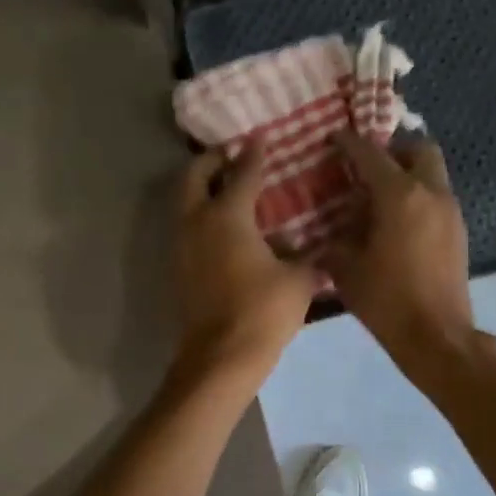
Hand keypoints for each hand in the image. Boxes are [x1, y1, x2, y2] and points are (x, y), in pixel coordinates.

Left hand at [173, 143, 319, 387]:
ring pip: (185, 203)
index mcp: (226, 216)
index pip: (241, 173)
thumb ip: (308, 256)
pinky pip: (187, 227)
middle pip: (194, 177)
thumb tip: (317, 247)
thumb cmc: (263, 312)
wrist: (221, 357)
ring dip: (202, 189)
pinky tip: (227, 229)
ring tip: (230, 189)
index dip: (253, 153)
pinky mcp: (178, 268)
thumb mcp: (298, 279)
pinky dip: (201, 216)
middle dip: (211, 161)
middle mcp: (197, 222)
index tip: (260, 137)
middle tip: (232, 156)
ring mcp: (182, 245)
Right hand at [323, 130, 482, 381]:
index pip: (371, 154)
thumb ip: (336, 238)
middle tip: (366, 166)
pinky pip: (436, 197)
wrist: (437, 337)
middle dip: (392, 149)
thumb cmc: (386, 300)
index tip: (332, 138)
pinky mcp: (458, 232)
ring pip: (432, 173)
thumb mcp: (345, 268)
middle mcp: (430, 193)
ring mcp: (450, 212)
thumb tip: (331, 227)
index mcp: (399, 196)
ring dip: (407, 174)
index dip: (348, 142)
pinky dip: (417, 197)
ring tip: (377, 196)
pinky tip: (395, 223)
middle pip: (418, 148)